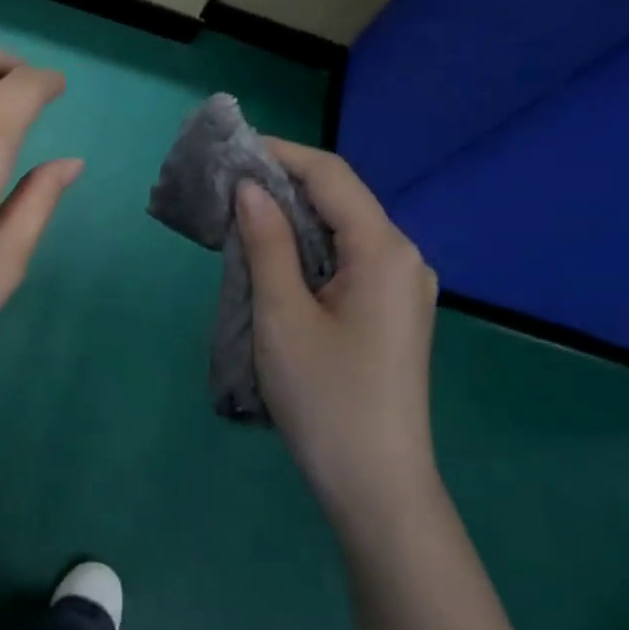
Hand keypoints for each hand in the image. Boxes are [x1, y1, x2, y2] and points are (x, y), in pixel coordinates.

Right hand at [235, 141, 438, 521]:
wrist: (375, 482)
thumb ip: (267, 243)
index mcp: (385, 251)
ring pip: (341, 231)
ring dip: (291, 218)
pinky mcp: (390, 312)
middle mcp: (404, 258)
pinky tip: (271, 258)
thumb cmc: (325, 395)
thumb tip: (250, 187)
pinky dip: (305, 250)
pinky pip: (346, 261)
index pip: (332, 177)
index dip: (281, 153)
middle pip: (340, 200)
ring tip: (238, 215)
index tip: (231, 147)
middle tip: (225, 182)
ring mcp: (402, 287)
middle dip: (283, 183)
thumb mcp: (282, 314)